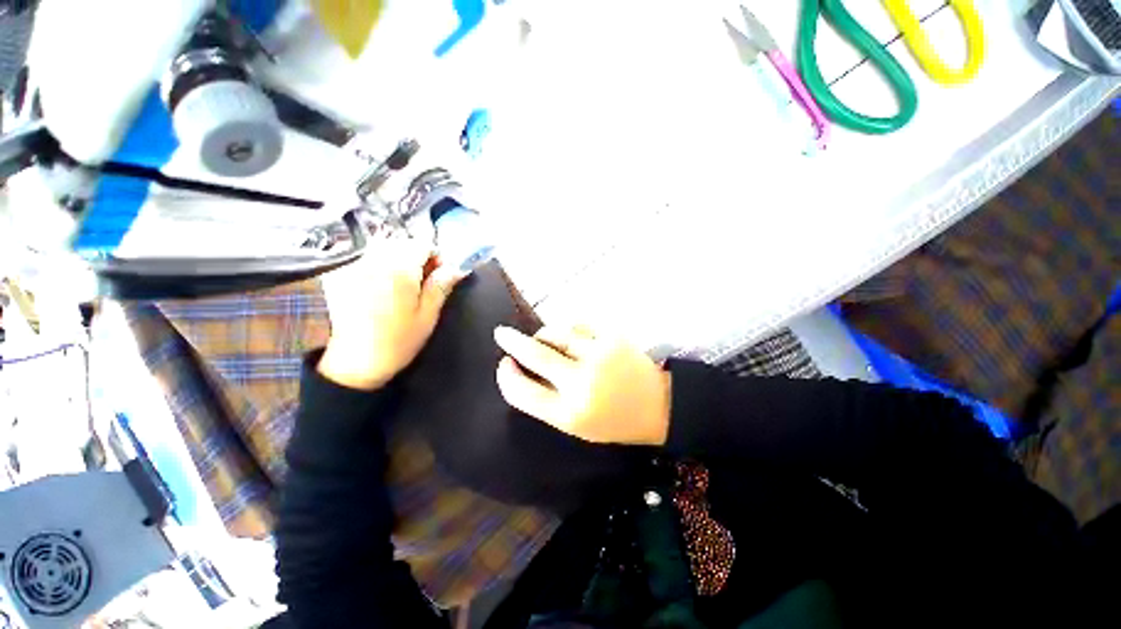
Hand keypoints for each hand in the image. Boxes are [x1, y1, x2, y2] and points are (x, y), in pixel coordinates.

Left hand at [318, 236, 461, 389]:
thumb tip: (458, 267)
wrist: (355, 362)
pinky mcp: (344, 276)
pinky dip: (380, 265)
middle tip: (423, 283)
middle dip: (417, 257)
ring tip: (403, 285)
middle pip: (402, 243)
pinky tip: (383, 288)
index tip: (440, 276)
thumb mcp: (428, 315)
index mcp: (399, 270)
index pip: (422, 245)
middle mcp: (375, 261)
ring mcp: (356, 267)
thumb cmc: (398, 340)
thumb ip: (441, 286)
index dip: (436, 257)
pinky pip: (367, 259)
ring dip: (399, 260)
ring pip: (384, 249)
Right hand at [494, 325, 670, 445]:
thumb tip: (519, 369)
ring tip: (543, 340)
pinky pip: (577, 324)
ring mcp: (599, 354)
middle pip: (536, 355)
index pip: (525, 393)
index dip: (507, 378)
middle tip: (501, 333)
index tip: (503, 365)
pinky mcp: (613, 336)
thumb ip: (545, 400)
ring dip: (543, 335)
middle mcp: (583, 382)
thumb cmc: (613, 420)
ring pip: (555, 333)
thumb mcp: (575, 423)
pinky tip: (570, 337)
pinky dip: (567, 329)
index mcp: (571, 413)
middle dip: (513, 341)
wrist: (658, 405)